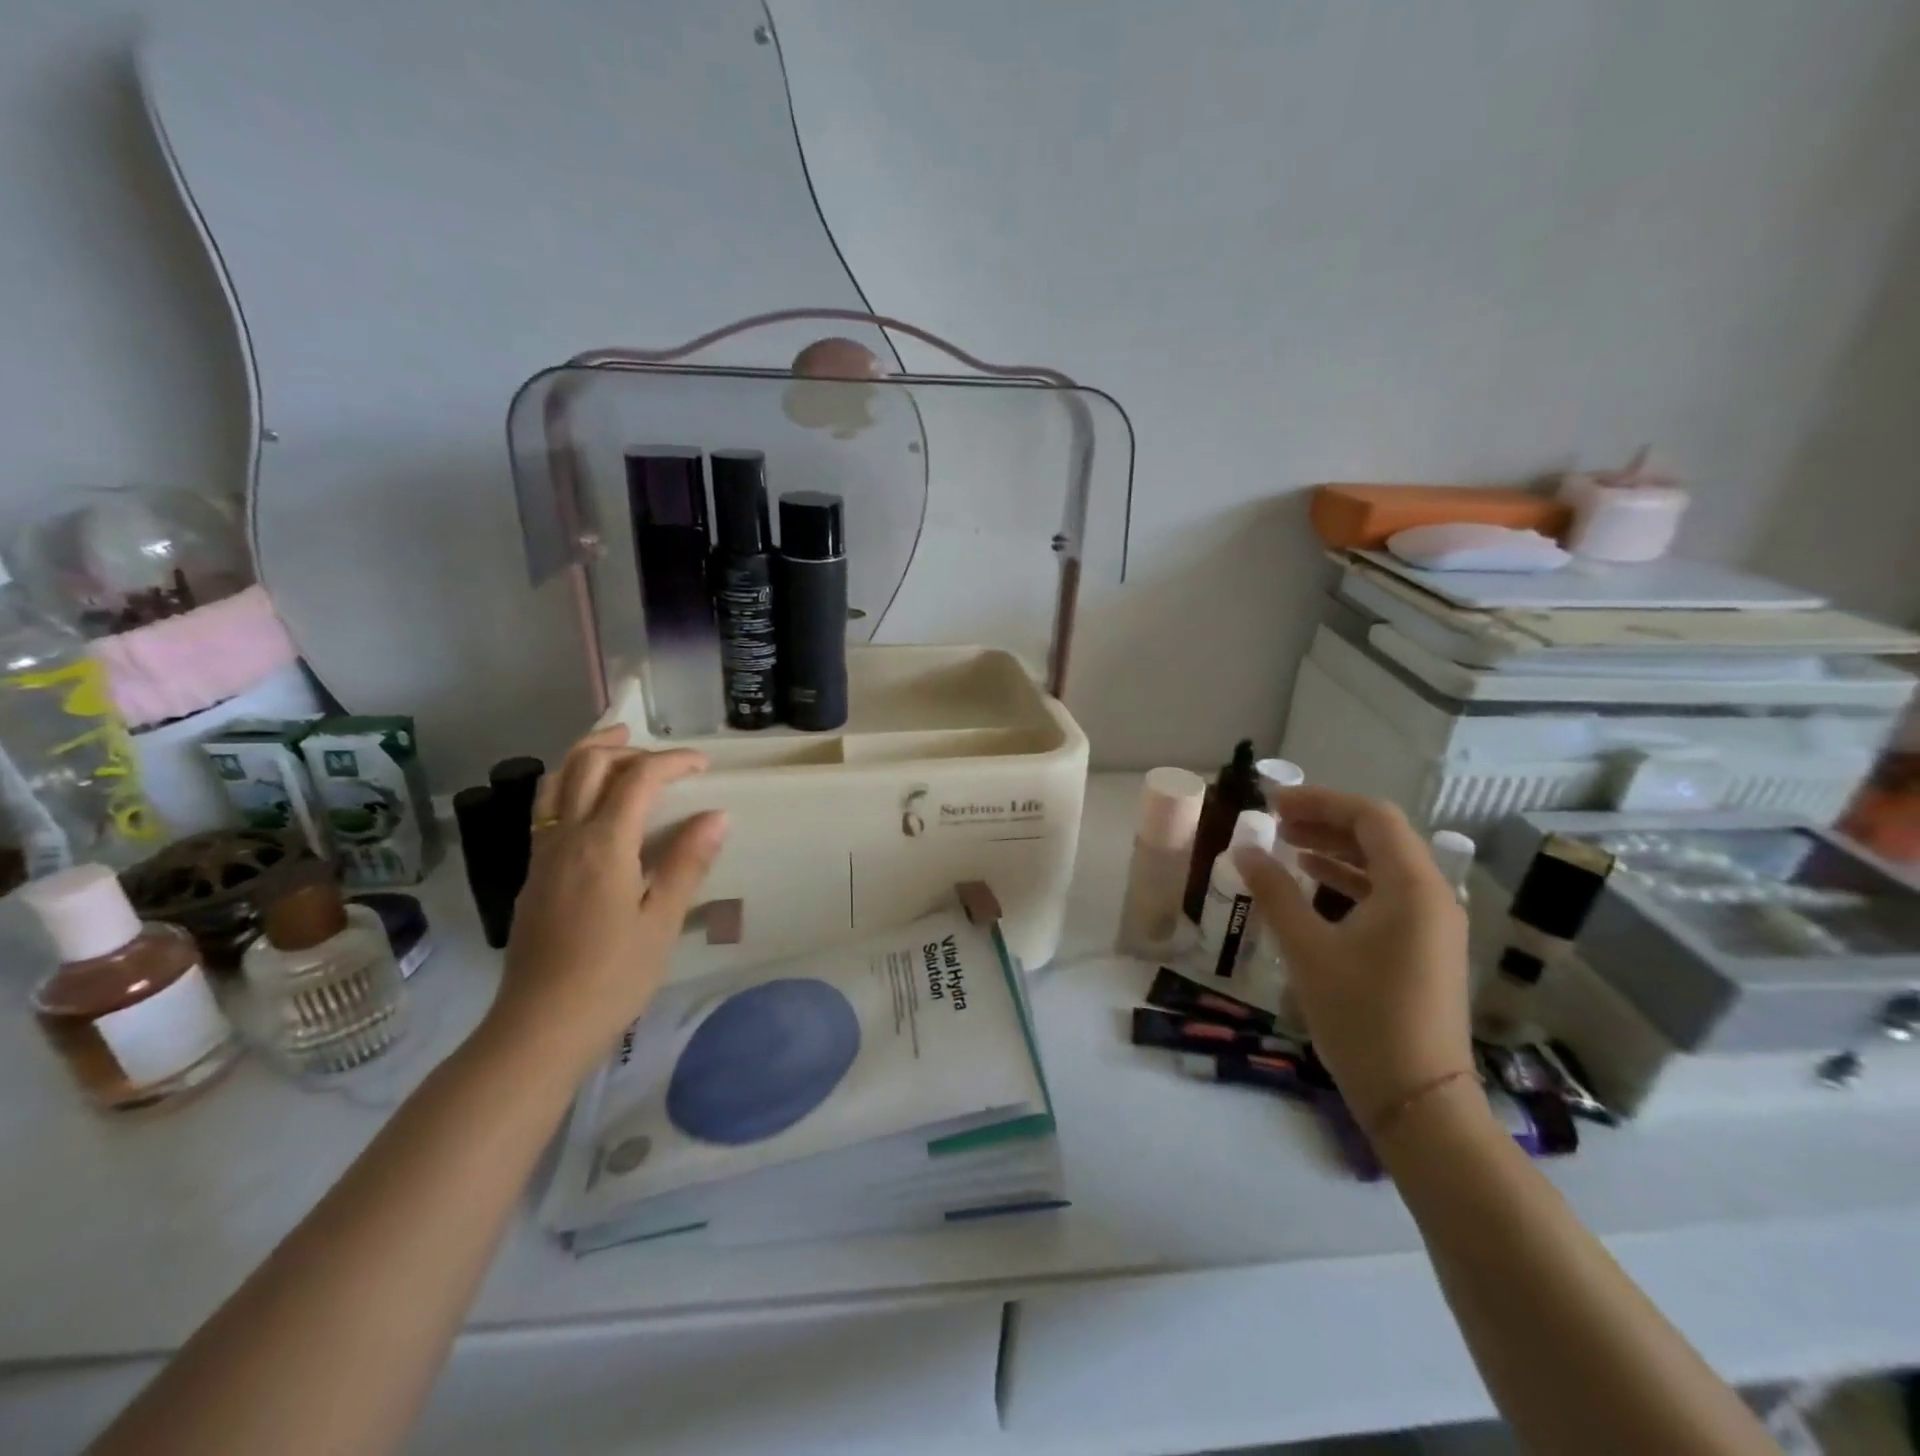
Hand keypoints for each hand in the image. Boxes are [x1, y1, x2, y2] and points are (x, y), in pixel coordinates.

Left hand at [483, 726, 727, 1075]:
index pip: (637, 779)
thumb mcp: (662, 920)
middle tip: (658, 752)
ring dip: (588, 759)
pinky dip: (572, 787)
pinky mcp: (533, 875)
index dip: (672, 762)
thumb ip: (687, 862)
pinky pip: (548, 809)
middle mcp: (566, 838)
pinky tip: (594, 808)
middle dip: (623, 747)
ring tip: (619, 755)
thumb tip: (717, 815)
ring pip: (556, 782)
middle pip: (585, 765)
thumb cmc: (613, 976)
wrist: (540, 1026)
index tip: (703, 765)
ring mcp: (542, 855)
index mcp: (603, 845)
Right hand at [1233, 786, 1474, 1134]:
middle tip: (1275, 820)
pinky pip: (1387, 894)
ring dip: (1335, 850)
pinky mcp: (1426, 947)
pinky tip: (1313, 883)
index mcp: (1412, 888)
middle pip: (1379, 837)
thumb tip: (1243, 851)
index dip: (1321, 801)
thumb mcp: (1308, 950)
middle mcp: (1433, 896)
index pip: (1371, 817)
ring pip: (1383, 865)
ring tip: (1287, 845)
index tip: (1274, 803)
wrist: (1417, 1099)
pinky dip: (1349, 880)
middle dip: (1325, 822)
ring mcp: (1434, 924)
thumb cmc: (1362, 1017)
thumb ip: (1274, 893)